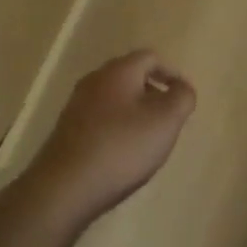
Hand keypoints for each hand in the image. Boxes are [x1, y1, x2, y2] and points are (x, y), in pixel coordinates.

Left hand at [22, 51, 195, 224]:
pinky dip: (116, 128)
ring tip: (147, 139)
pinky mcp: (66, 132)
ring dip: (134, 112)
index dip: (172, 74)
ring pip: (115, 99)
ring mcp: (76, 106)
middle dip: (153, 93)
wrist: (63, 189)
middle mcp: (94, 81)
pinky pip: (100, 120)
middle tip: (168, 118)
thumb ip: (182, 97)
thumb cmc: (121, 147)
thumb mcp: (166, 120)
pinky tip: (122, 154)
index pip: (151, 57)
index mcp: (119, 71)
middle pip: (131, 76)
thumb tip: (182, 88)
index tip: (183, 98)